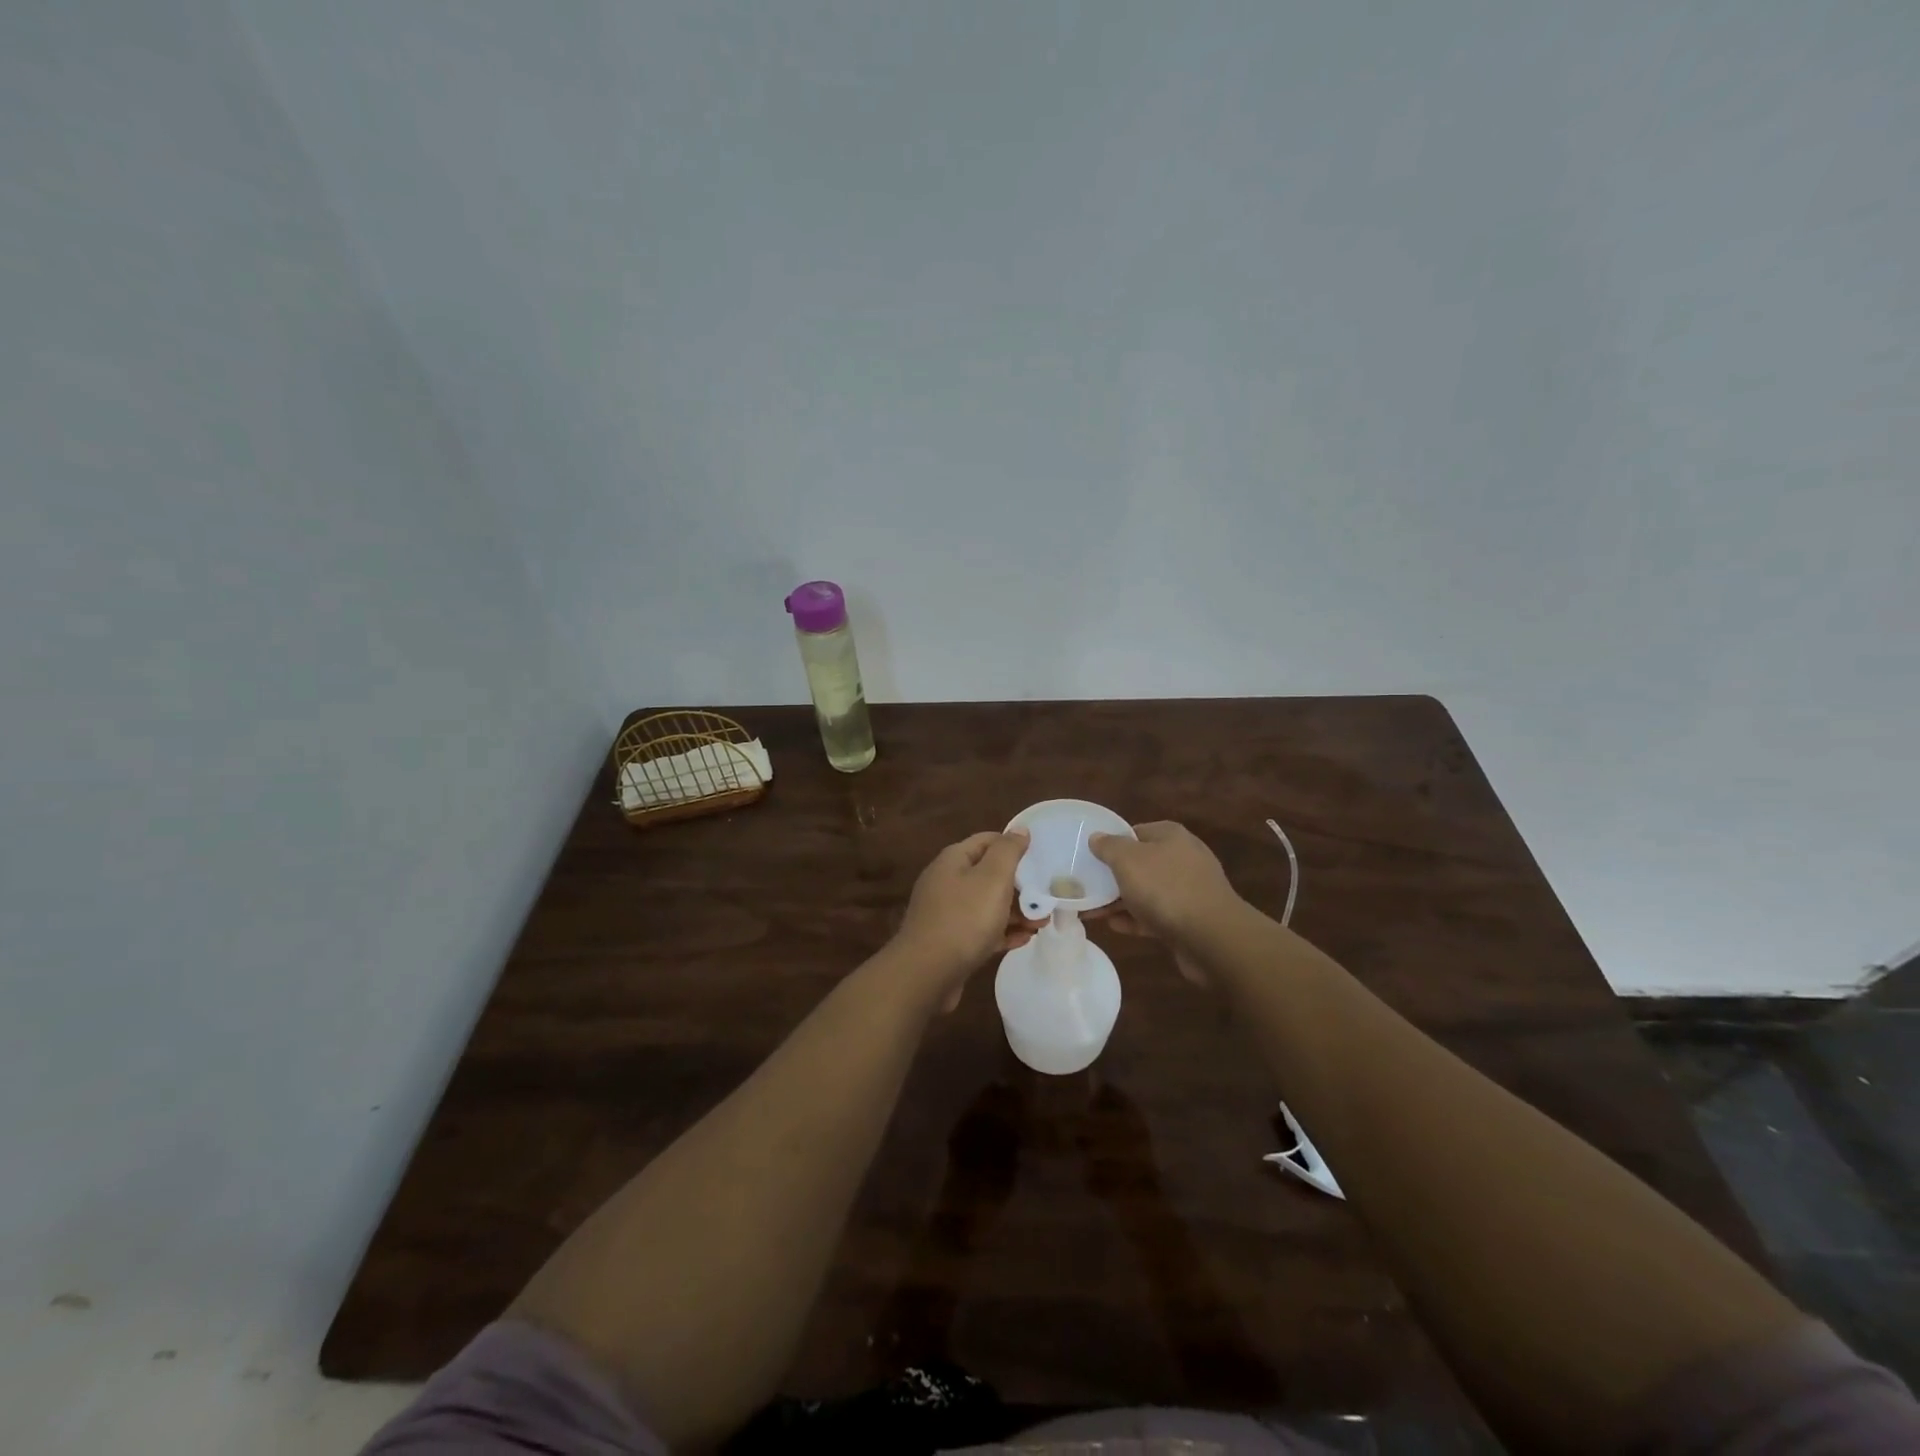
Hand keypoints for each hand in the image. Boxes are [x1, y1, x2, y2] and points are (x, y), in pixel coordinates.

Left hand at [892, 830, 1036, 1009]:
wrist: (927, 973)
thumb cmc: (964, 919)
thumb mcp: (992, 878)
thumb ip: (1008, 851)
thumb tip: (1020, 829)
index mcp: (954, 860)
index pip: (988, 840)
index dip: (1014, 846)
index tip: (1041, 858)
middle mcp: (947, 881)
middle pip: (988, 875)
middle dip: (1020, 885)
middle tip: (1047, 898)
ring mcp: (947, 913)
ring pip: (987, 905)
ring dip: (1015, 911)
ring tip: (1042, 922)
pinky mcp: (950, 941)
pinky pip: (981, 930)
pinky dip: (1002, 932)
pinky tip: (1024, 939)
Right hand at [1087, 821, 1241, 983]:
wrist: (1212, 938)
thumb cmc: (1166, 888)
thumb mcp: (1128, 860)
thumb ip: (1109, 847)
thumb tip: (1096, 837)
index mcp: (1171, 836)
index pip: (1135, 832)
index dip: (1112, 843)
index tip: (1090, 857)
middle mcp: (1183, 858)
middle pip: (1141, 863)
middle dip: (1113, 876)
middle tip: (1087, 886)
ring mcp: (1189, 890)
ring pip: (1147, 891)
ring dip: (1120, 900)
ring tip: (1092, 910)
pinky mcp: (1190, 920)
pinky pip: (1156, 915)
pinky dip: (1135, 919)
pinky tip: (1114, 926)